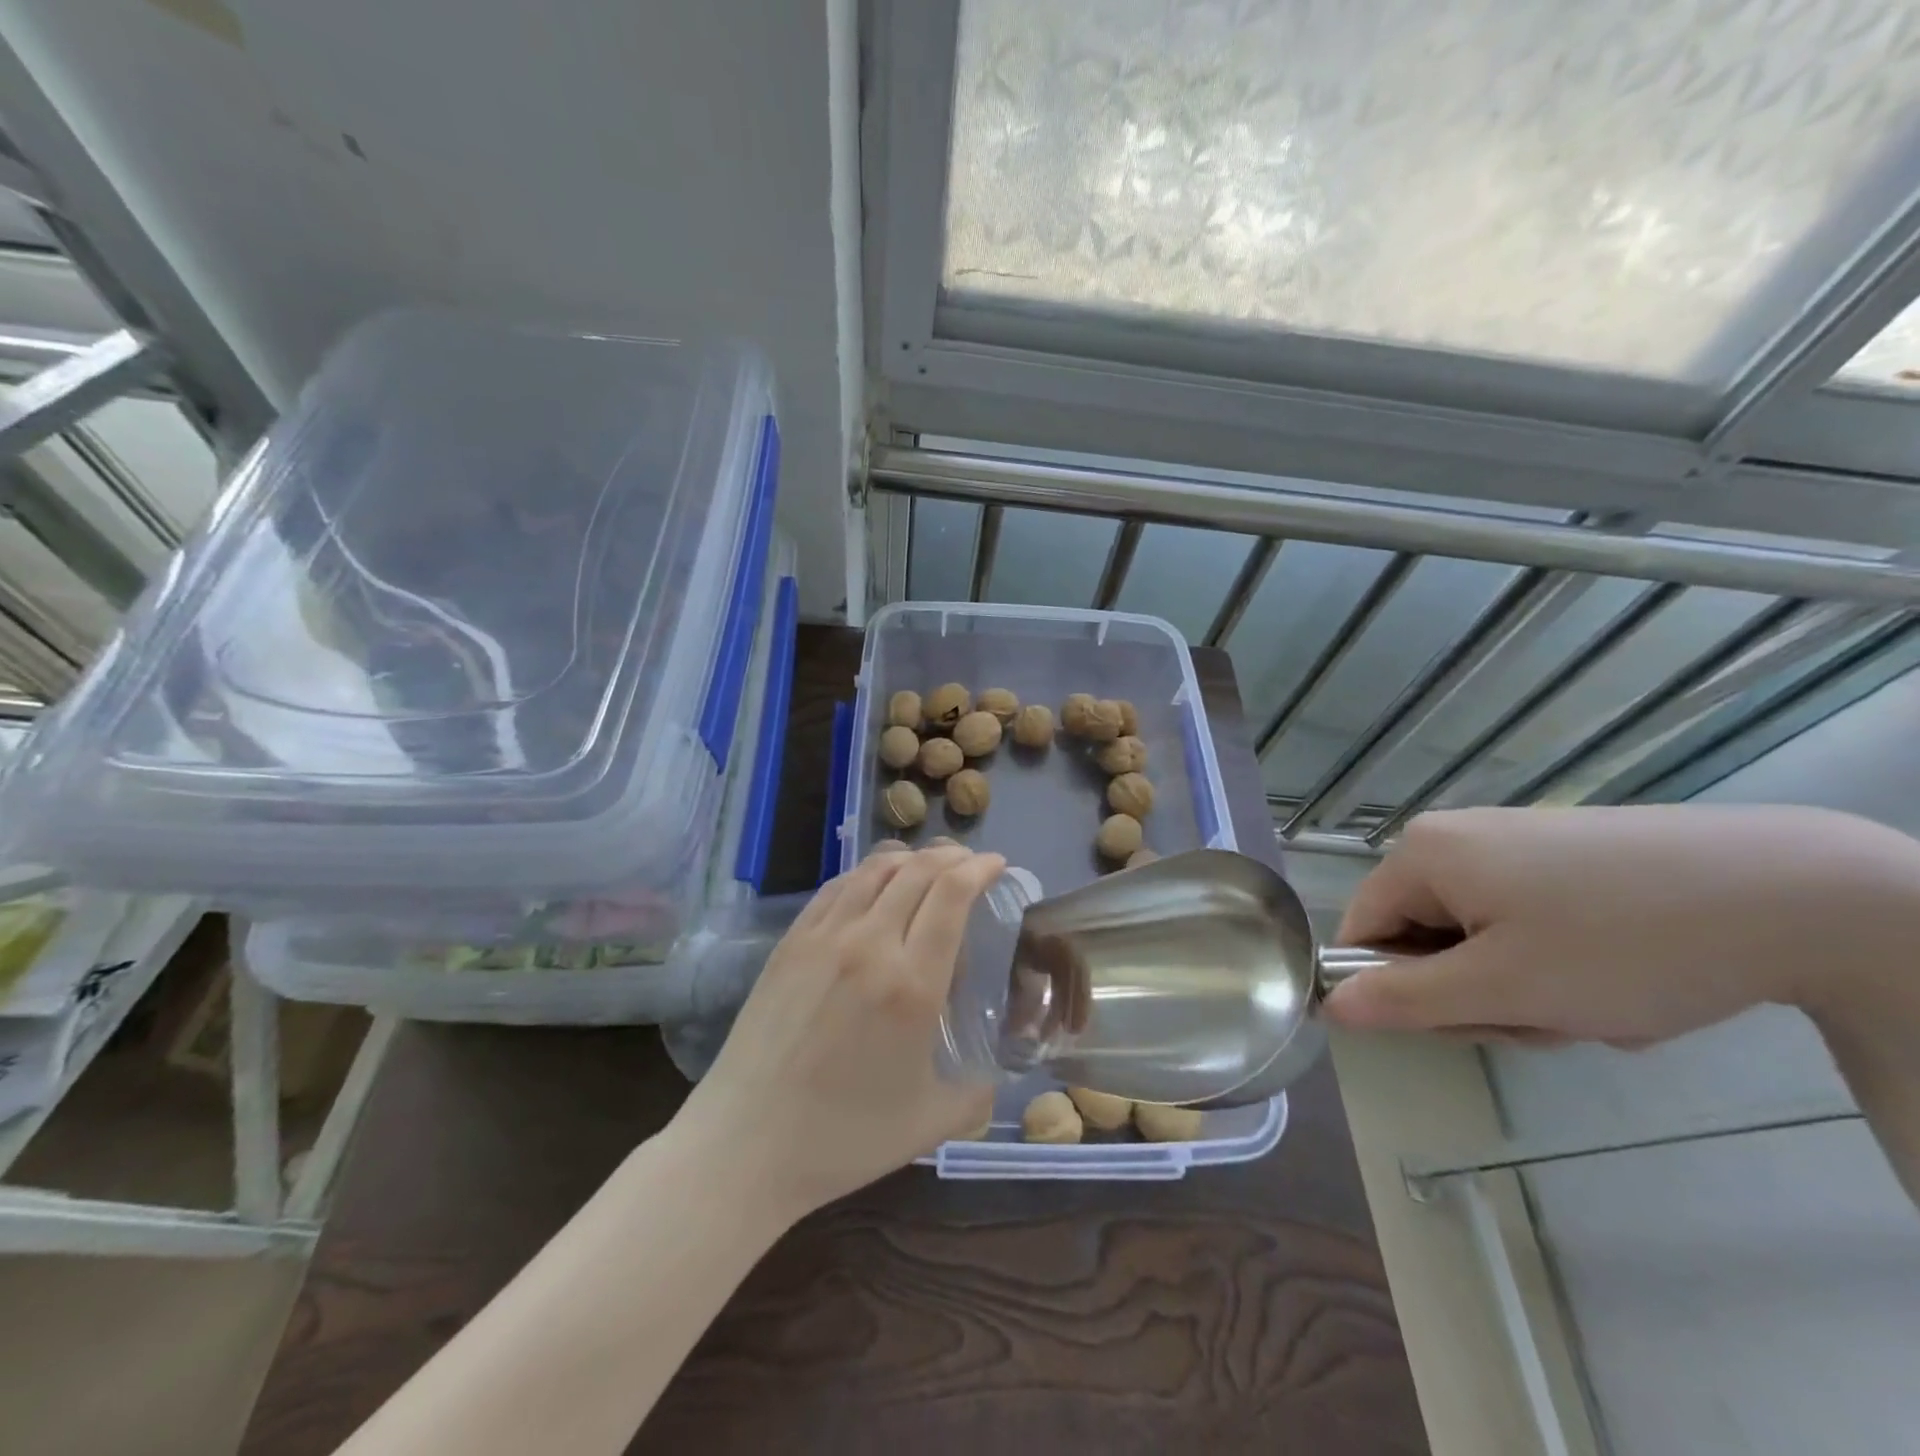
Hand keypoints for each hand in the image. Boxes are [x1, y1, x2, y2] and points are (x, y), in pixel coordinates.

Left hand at [675, 845, 1003, 1219]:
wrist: (745, 1144)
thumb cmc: (843, 1138)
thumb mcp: (929, 1124)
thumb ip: (975, 1097)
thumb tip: (993, 1082)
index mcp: (912, 983)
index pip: (952, 894)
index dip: (979, 868)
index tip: (997, 864)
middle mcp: (870, 944)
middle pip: (918, 870)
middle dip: (952, 855)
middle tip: (969, 863)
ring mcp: (824, 938)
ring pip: (874, 870)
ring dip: (910, 857)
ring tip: (926, 865)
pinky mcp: (790, 942)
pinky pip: (836, 887)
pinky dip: (866, 873)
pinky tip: (873, 884)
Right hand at [1323, 804, 1919, 1047]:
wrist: (1798, 891)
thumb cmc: (1622, 943)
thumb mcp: (1504, 988)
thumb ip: (1405, 999)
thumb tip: (1328, 1006)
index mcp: (1422, 853)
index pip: (1362, 930)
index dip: (1399, 988)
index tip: (1467, 1021)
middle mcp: (1454, 836)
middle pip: (1423, 936)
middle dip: (1479, 993)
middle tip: (1546, 1016)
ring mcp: (1512, 842)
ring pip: (1479, 938)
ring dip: (1526, 988)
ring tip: (1595, 1003)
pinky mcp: (1563, 856)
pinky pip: (1524, 923)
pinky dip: (1558, 964)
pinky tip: (1618, 976)